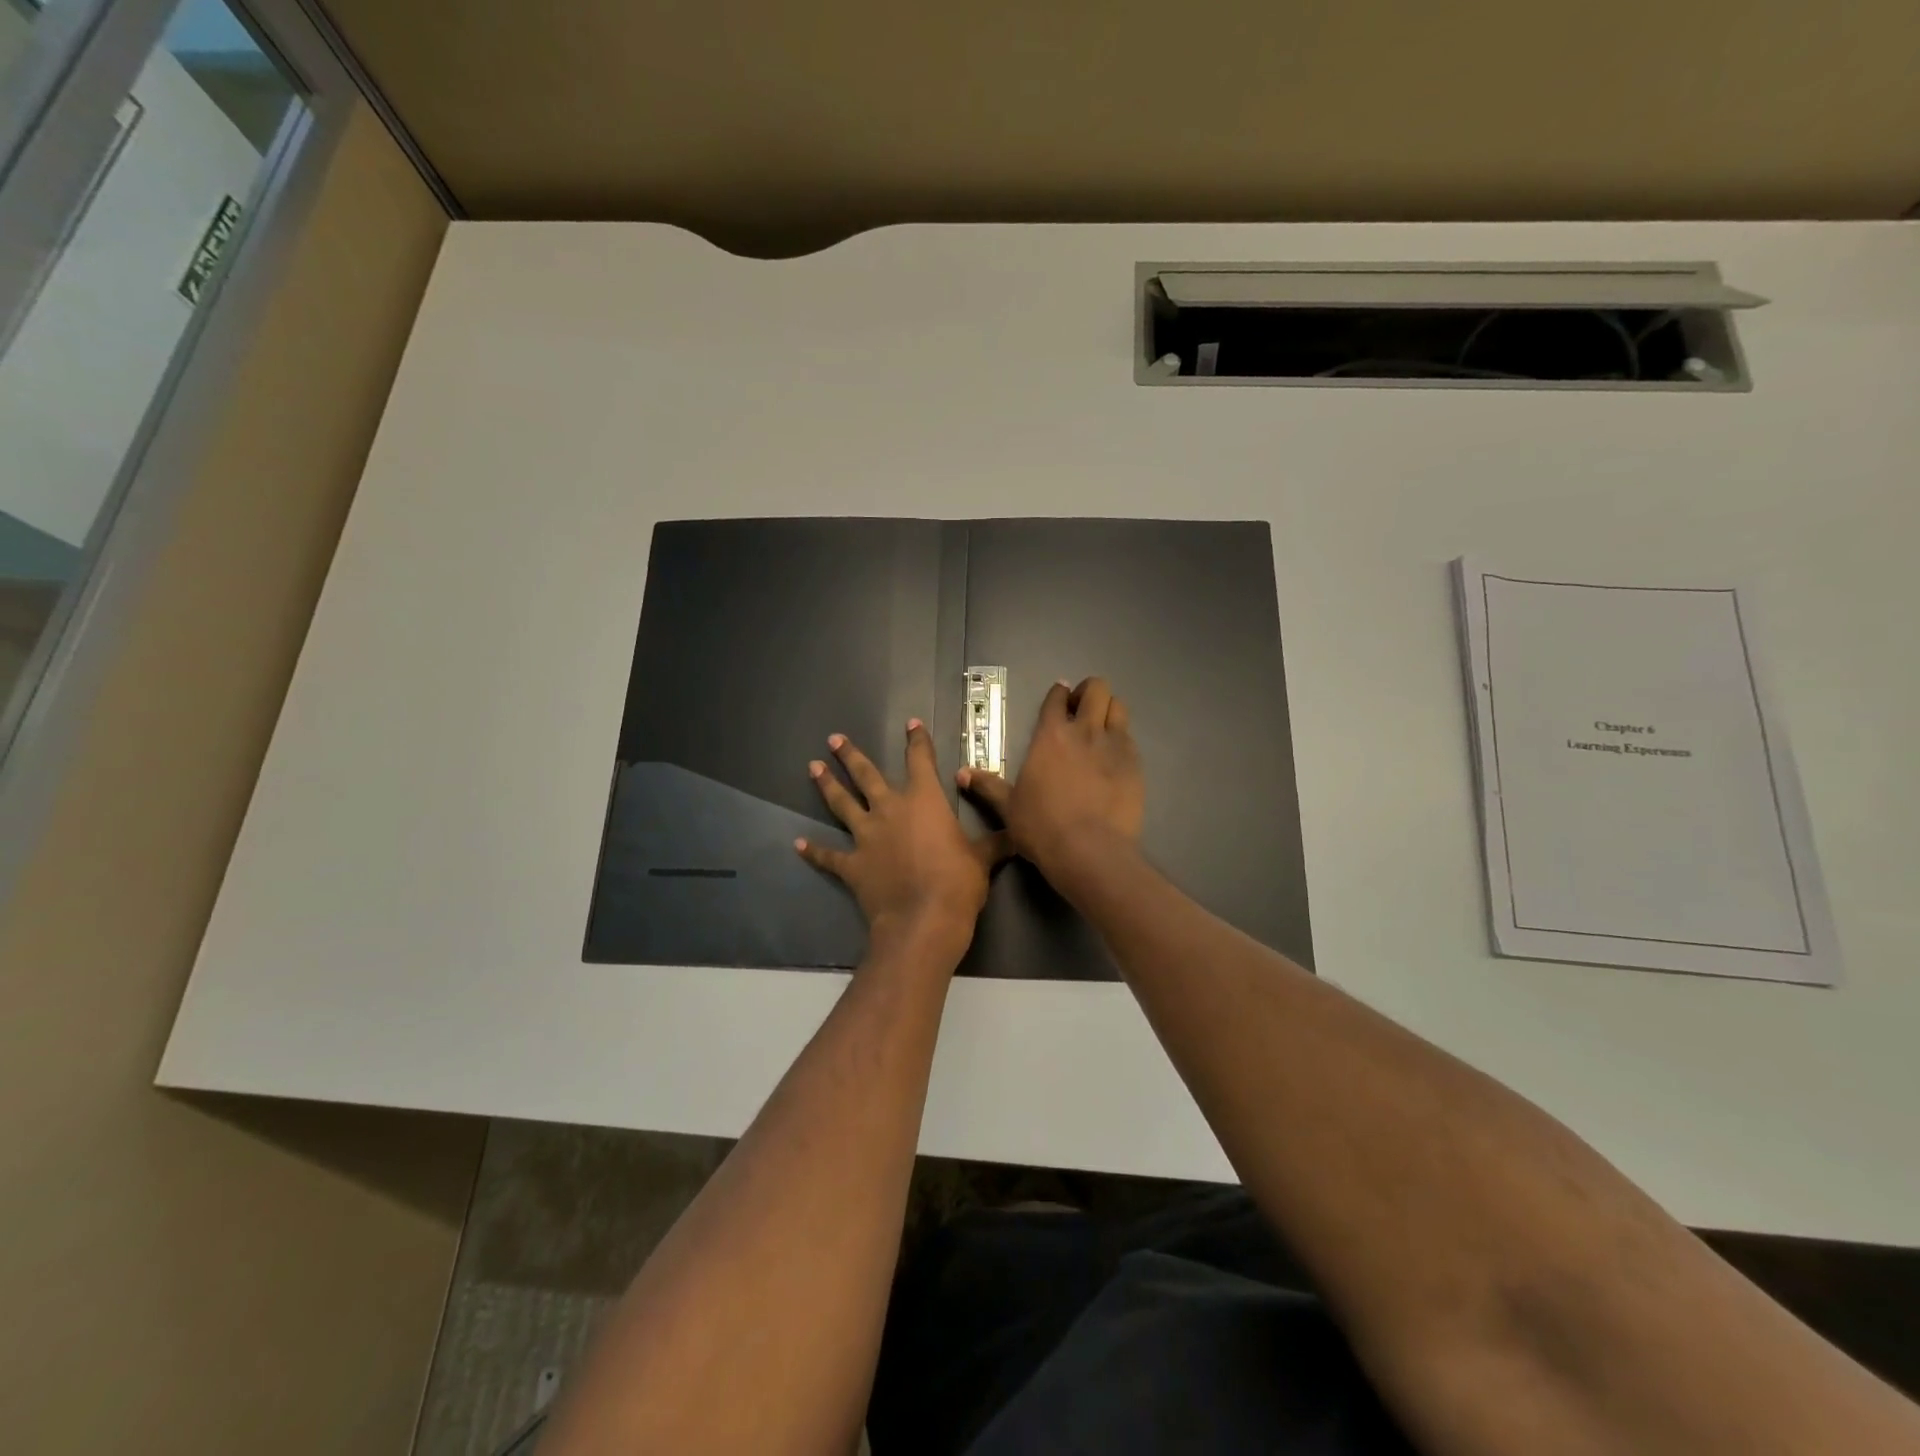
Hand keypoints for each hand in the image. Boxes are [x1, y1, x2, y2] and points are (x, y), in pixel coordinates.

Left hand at [796, 721, 1007, 962]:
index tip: (911, 724)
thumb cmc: (958, 883)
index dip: (917, 740)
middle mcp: (890, 810)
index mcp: (924, 800)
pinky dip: (814, 851)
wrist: (923, 920)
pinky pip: (829, 856)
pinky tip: (799, 844)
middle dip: (850, 756)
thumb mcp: (984, 858)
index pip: (920, 760)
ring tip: (813, 767)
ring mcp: (867, 837)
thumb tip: (1018, 833)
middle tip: (834, 739)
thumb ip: (996, 841)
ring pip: (842, 804)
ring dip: (827, 786)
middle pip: (866, 776)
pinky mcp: (852, 865)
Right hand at [959, 677, 1144, 885]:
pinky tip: (1114, 757)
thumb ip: (987, 786)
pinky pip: (1130, 738)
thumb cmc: (1042, 827)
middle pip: (1096, 689)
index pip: (1056, 698)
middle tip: (1081, 709)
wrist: (1089, 851)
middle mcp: (1084, 731)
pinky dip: (1121, 739)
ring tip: (1101, 726)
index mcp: (1050, 736)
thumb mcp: (1008, 807)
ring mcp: (1114, 746)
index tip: (1059, 698)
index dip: (1058, 694)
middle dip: (1089, 692)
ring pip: (1118, 707)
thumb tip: (960, 773)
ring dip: (1109, 710)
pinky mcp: (1135, 764)